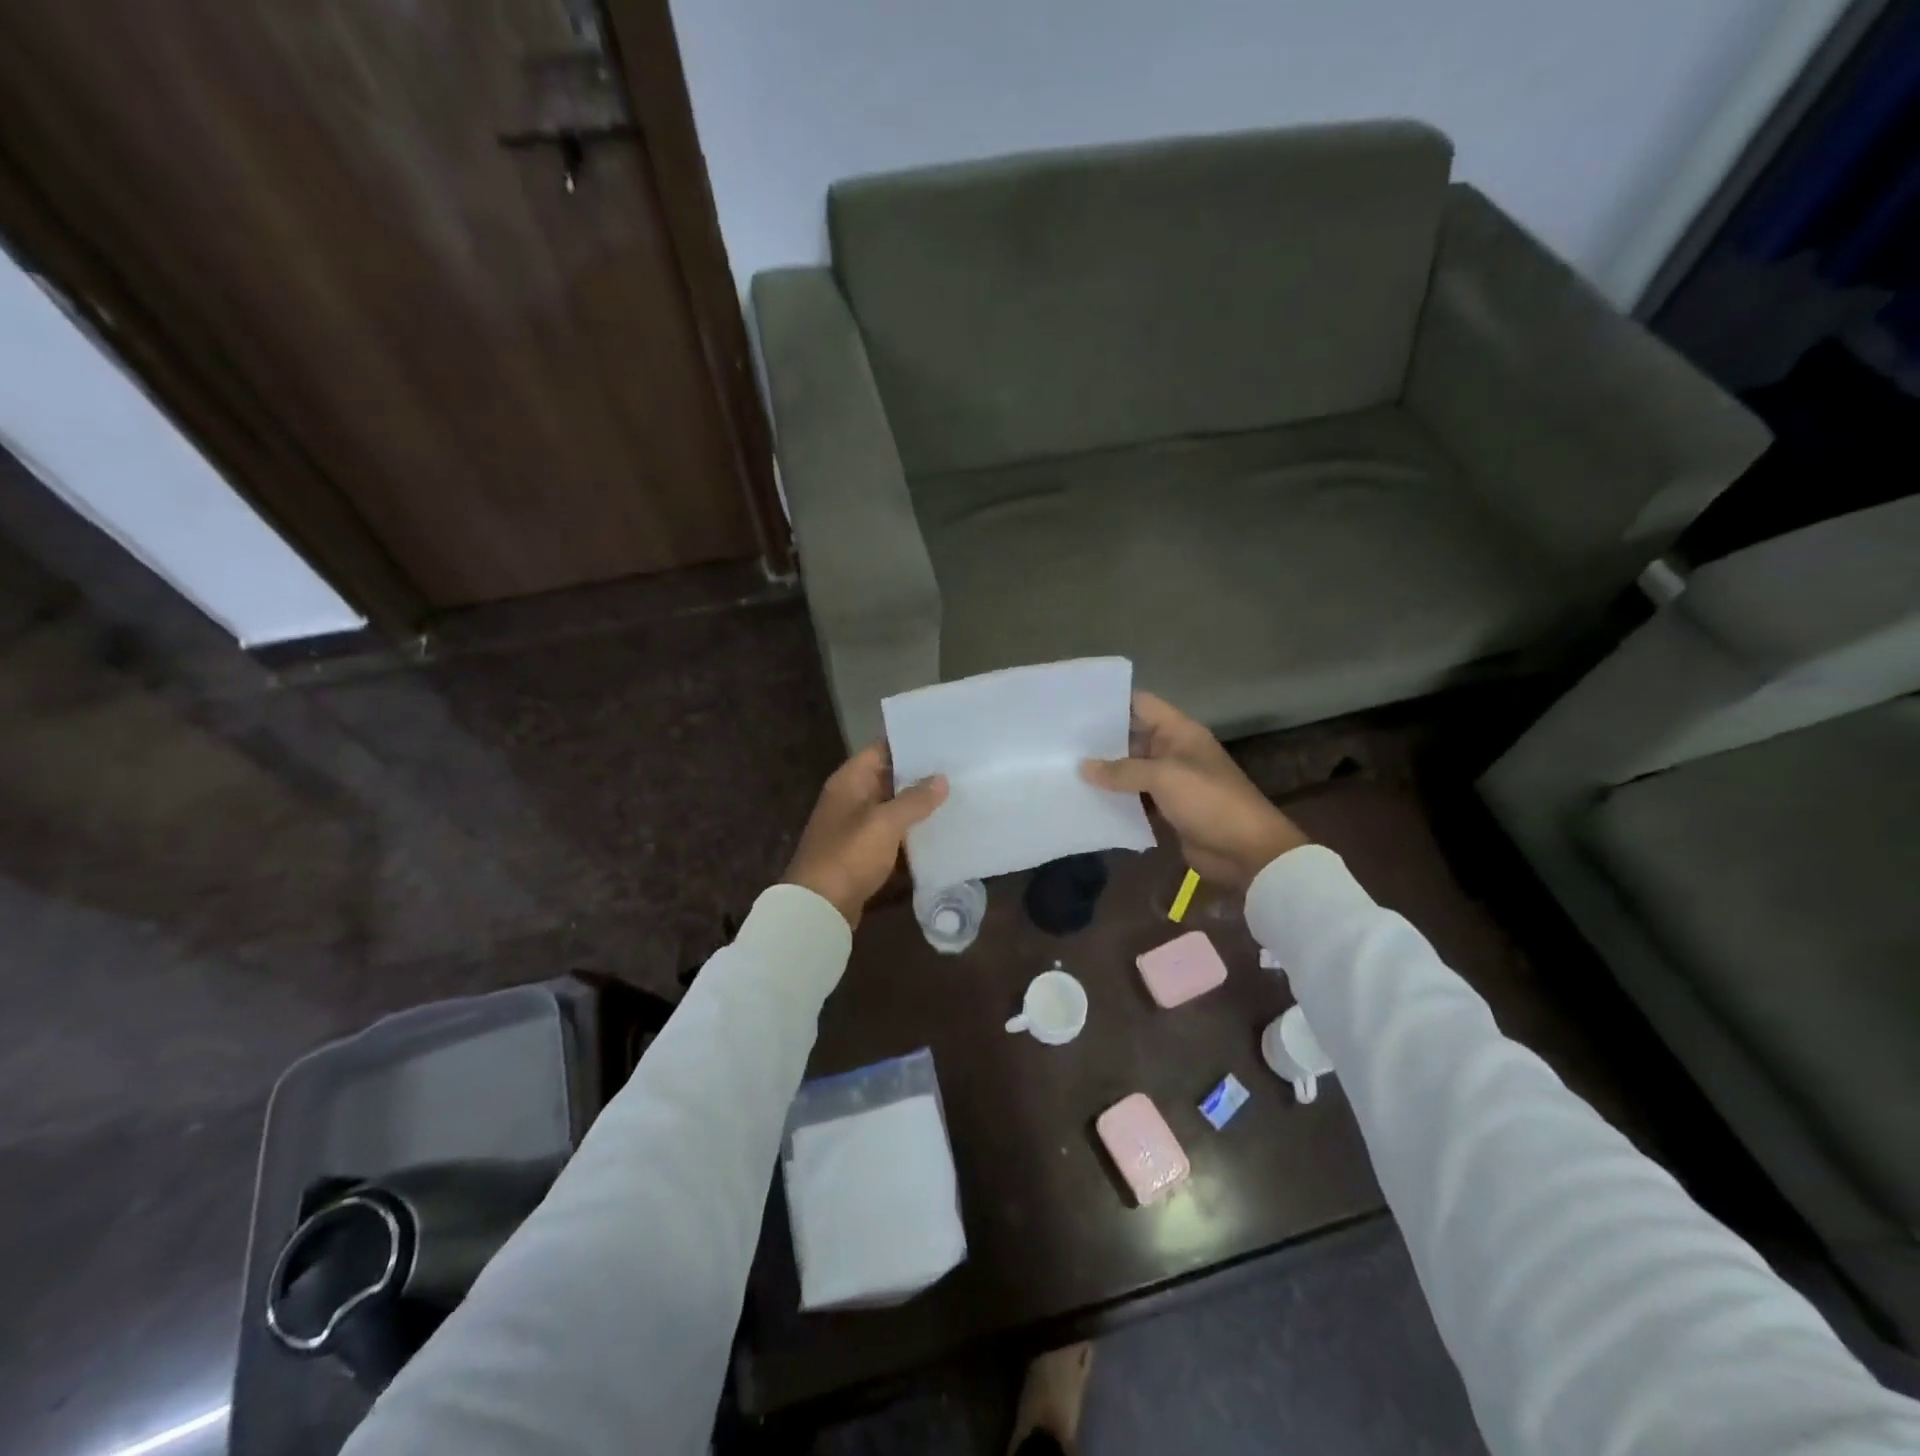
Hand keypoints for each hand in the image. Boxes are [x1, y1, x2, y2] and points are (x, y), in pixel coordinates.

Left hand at [783, 745, 947, 928]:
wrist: (820, 906)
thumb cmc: (849, 855)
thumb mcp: (885, 823)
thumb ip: (914, 799)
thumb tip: (941, 779)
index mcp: (849, 780)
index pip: (881, 749)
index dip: (910, 743)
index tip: (943, 740)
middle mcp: (850, 797)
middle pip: (888, 777)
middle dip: (919, 774)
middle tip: (958, 768)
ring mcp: (855, 825)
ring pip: (892, 806)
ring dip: (917, 804)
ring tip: (956, 794)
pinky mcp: (862, 851)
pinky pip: (891, 832)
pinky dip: (910, 831)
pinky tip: (939, 830)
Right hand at [1081, 692, 1308, 890]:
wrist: (1246, 851)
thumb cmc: (1209, 801)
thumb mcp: (1164, 777)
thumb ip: (1122, 770)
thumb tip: (1083, 767)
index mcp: (1179, 731)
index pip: (1141, 704)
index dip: (1112, 702)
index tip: (1075, 705)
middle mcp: (1173, 750)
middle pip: (1132, 737)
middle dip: (1100, 740)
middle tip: (1059, 740)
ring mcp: (1170, 780)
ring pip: (1130, 769)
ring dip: (1105, 771)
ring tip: (1064, 768)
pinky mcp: (1167, 808)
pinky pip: (1135, 797)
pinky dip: (1115, 798)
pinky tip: (1086, 798)